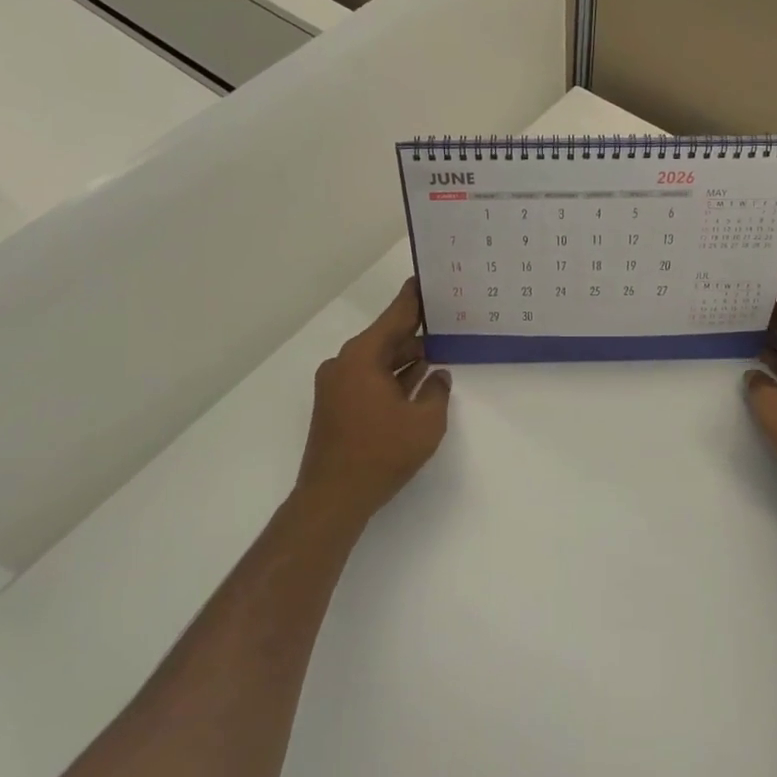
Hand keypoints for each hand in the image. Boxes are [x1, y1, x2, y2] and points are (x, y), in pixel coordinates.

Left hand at [296, 279, 451, 520]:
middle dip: (415, 331)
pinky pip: (368, 379)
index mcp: (362, 357)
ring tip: (438, 349)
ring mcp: (336, 385)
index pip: (395, 316)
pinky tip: (416, 379)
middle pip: (386, 337)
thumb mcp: (425, 422)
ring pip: (377, 360)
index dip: (414, 298)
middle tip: (444, 318)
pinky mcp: (336, 406)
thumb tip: (438, 376)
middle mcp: (344, 363)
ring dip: (405, 357)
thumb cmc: (381, 453)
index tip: (426, 278)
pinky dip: (390, 377)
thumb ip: (436, 391)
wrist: (332, 498)